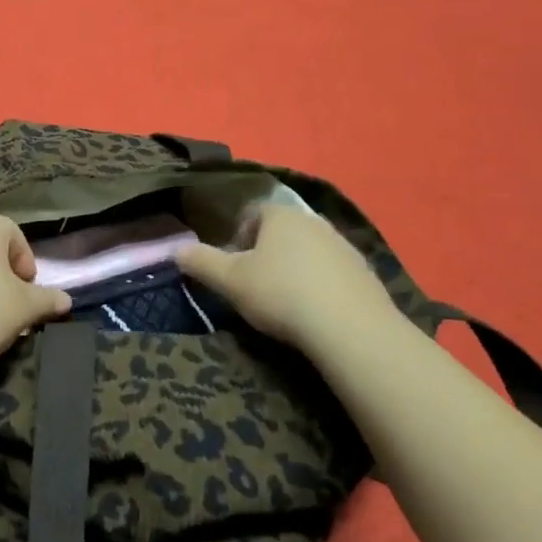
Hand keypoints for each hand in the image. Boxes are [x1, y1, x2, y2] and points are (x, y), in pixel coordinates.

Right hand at [176, 203, 405, 353]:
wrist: (350, 328)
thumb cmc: (281, 294)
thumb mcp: (230, 281)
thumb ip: (201, 262)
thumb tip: (176, 249)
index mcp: (280, 215)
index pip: (253, 214)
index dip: (238, 238)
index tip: (233, 267)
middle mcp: (314, 221)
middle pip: (282, 231)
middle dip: (267, 253)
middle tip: (255, 285)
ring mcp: (344, 245)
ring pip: (308, 251)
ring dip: (295, 269)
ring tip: (285, 301)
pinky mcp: (365, 272)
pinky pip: (332, 272)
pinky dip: (320, 285)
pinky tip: (314, 311)